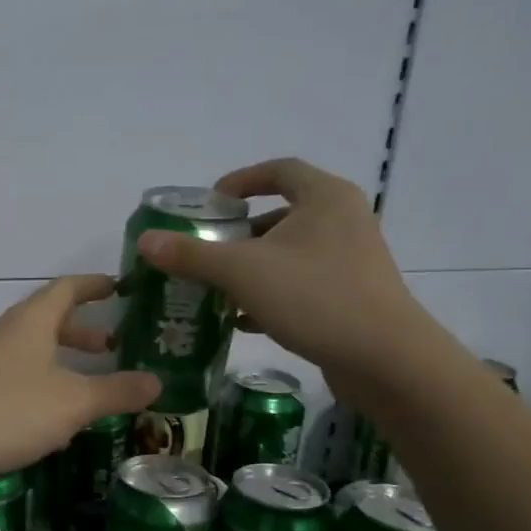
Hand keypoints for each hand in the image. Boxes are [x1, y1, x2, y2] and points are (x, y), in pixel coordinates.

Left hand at [0, 276, 159, 492]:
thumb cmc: (11, 410)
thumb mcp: (74, 401)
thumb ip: (116, 390)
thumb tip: (158, 381)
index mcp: (32, 321)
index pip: (68, 288)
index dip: (95, 285)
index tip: (120, 287)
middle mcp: (8, 333)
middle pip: (50, 319)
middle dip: (84, 329)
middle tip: (115, 343)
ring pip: (35, 351)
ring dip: (66, 360)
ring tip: (95, 383)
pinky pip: (21, 377)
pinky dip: (47, 384)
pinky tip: (59, 417)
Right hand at [136, 158, 423, 385]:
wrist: (384, 359)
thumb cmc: (314, 297)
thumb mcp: (243, 272)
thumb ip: (192, 255)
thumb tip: (146, 242)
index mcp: (325, 198)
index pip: (278, 171)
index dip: (241, 181)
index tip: (210, 204)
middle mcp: (343, 220)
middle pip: (281, 215)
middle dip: (240, 234)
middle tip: (205, 251)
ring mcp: (351, 260)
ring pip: (290, 254)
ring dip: (252, 268)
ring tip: (216, 287)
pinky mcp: (352, 296)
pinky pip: (302, 284)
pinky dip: (271, 294)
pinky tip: (242, 320)